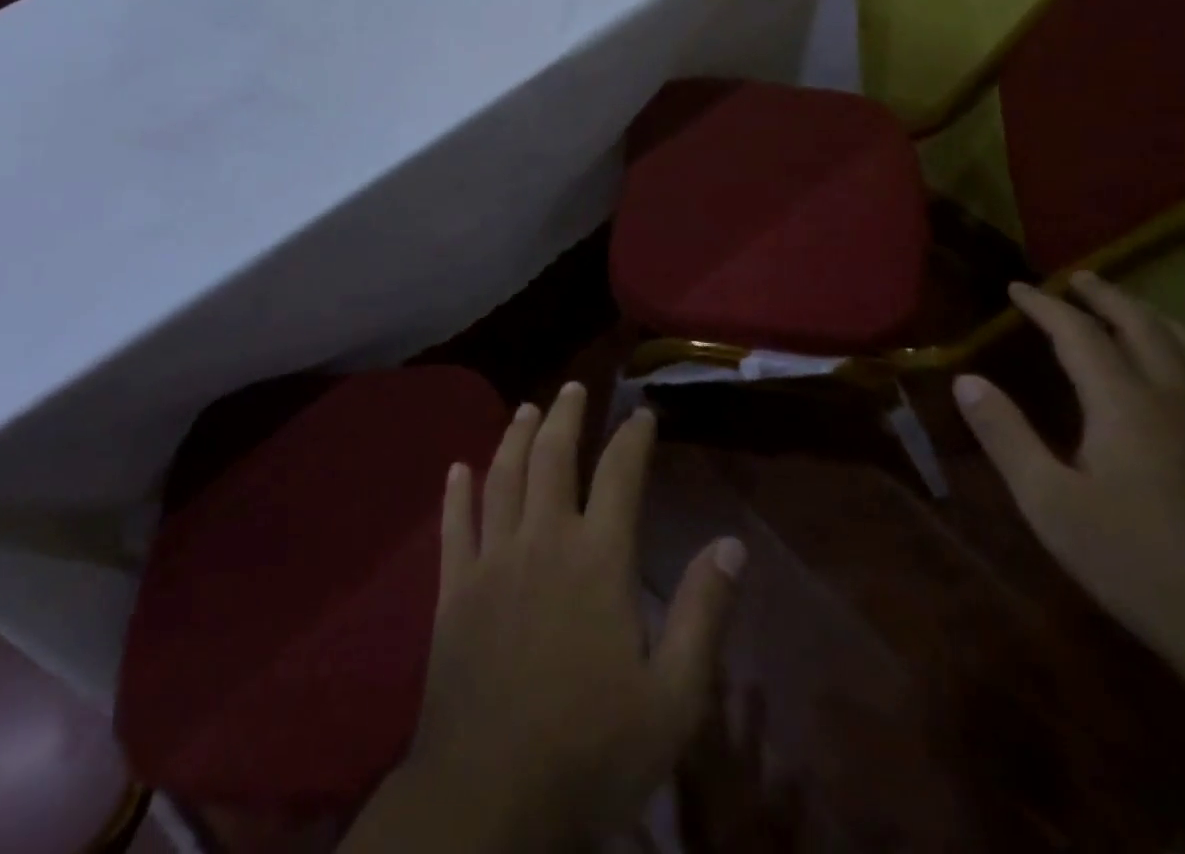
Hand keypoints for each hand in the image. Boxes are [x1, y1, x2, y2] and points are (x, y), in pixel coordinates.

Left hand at [402, 382, 747, 850]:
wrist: (488, 799)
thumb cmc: (590, 751)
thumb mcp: (673, 698)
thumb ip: (704, 614)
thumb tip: (732, 544)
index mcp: (598, 559)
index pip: (620, 475)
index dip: (633, 438)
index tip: (642, 412)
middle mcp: (543, 540)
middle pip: (552, 457)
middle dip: (565, 415)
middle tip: (573, 386)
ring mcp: (492, 560)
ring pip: (502, 476)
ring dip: (514, 436)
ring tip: (526, 407)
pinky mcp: (452, 588)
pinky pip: (453, 525)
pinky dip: (456, 491)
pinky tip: (457, 467)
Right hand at [952, 273, 1184, 663]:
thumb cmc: (1139, 563)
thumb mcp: (1049, 502)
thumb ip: (1005, 434)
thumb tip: (965, 379)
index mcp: (1124, 403)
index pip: (1078, 333)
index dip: (1044, 305)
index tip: (1017, 288)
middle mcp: (1182, 398)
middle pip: (1144, 326)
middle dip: (1107, 297)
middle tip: (1081, 279)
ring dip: (1161, 320)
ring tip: (1140, 311)